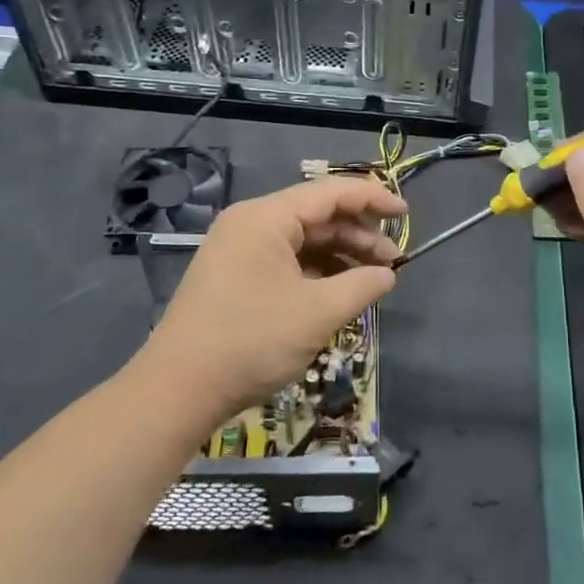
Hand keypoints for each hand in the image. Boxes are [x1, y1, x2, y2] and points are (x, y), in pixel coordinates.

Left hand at [138, 176, 406, 427]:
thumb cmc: (251, 342)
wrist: (177, 390)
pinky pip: (285, 260)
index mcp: (265, 218)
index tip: (406, 214)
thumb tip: (388, 274)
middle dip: (358, 235)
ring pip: (302, 240)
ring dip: (339, 255)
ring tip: (372, 280)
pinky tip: (339, 291)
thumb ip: (361, 285)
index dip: (372, 199)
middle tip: (393, 261)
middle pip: (316, 215)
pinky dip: (316, 271)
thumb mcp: (317, 313)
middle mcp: (250, 223)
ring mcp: (238, 249)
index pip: (330, 193)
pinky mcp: (235, 275)